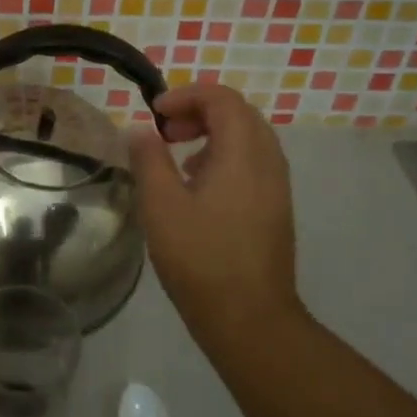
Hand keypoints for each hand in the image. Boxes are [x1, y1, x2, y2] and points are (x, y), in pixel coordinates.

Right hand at [128, 83, 304, 336]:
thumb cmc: (201, 259)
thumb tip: (140, 130)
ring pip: (248, 138)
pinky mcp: (275, 208)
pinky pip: (252, 162)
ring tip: (177, 155)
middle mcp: (268, 162)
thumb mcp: (161, 205)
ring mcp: (276, 187)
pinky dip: (224, 156)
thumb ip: (149, 159)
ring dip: (211, 133)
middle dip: (199, 111)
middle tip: (165, 131)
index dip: (186, 95)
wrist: (251, 320)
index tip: (155, 113)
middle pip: (238, 113)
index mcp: (243, 154)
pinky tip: (197, 186)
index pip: (223, 99)